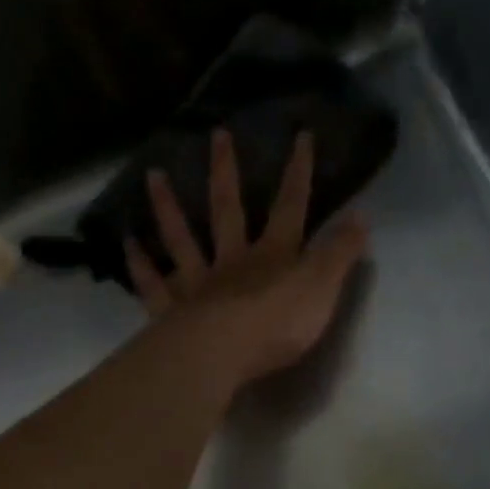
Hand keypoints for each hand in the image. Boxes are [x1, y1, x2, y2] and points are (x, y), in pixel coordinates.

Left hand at [126, 127, 368, 386]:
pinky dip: (140, 265)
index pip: (290, 207)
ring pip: (182, 239)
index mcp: (273, 256)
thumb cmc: (277, 325)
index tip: (300, 134)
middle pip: (228, 210)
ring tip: (153, 174)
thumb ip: (340, 254)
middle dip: (226, 172)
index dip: (298, 172)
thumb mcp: (322, 289)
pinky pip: (153, 284)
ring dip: (168, 207)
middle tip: (216, 133)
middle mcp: (232, 261)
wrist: (223, 355)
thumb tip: (362, 216)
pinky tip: (127, 244)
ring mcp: (197, 284)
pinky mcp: (171, 311)